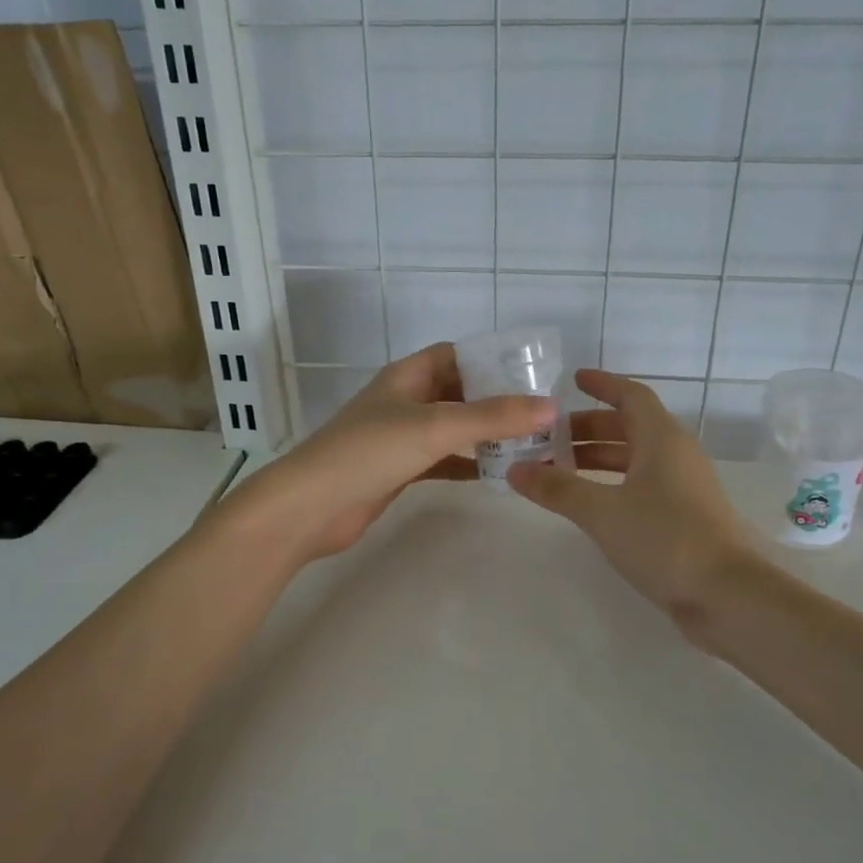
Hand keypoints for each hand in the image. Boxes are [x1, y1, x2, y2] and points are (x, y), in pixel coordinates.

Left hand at [228, 343, 554, 564]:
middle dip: (497, 400)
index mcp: (408, 377)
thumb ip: (493, 417)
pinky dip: (470, 463)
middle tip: (543, 413)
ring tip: (533, 443)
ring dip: (487, 434)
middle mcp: (406, 401)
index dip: (491, 359)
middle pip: (460, 392)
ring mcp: (402, 438)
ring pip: (454, 428)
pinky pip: (445, 460)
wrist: (311, 507)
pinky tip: (500, 473)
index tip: (533, 373)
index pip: (456, 355)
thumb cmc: (369, 452)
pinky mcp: (401, 470)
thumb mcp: (434, 426)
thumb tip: (551, 406)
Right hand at [509, 370, 756, 626]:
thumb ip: (557, 488)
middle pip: (629, 426)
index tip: (573, 380)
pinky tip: (589, 502)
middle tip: (548, 436)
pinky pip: (642, 484)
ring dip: (598, 458)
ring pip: (635, 458)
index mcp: (661, 438)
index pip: (630, 395)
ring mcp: (683, 486)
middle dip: (588, 427)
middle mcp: (675, 454)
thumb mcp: (602, 511)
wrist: (727, 594)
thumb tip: (515, 470)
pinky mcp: (685, 516)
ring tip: (558, 470)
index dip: (602, 384)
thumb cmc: (664, 538)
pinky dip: (612, 483)